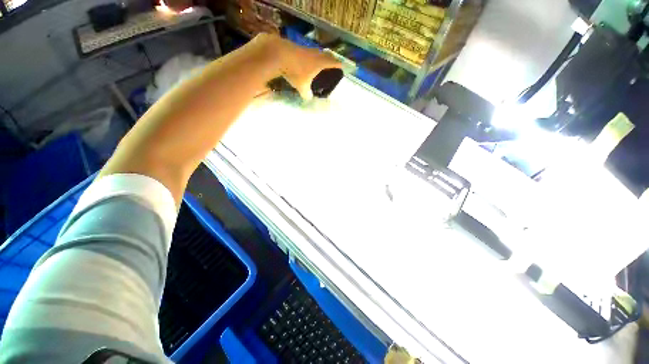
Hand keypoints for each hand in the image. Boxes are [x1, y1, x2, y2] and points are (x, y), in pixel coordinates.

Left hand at [251, 33, 341, 99]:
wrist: (279, 54)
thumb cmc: (295, 71)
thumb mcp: (302, 87)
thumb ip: (307, 94)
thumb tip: (309, 99)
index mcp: (321, 63)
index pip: (334, 62)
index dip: (339, 66)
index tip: (342, 68)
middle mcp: (316, 54)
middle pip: (328, 55)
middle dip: (331, 61)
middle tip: (332, 67)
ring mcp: (307, 49)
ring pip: (318, 53)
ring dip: (320, 58)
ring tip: (320, 66)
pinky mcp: (299, 47)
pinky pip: (309, 53)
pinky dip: (311, 58)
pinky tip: (306, 63)